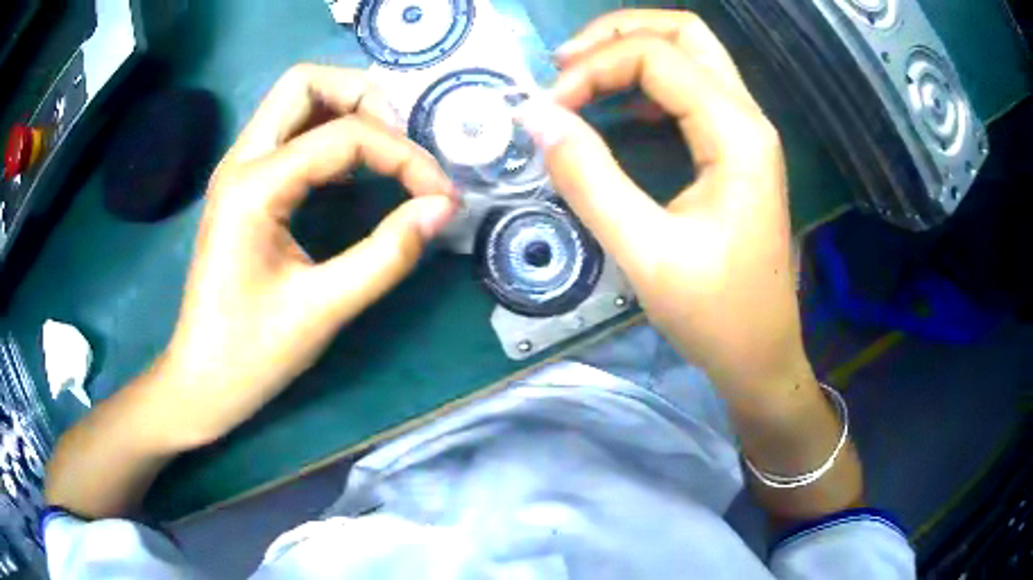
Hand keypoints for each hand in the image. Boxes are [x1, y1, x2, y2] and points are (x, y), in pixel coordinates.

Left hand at [158, 65, 456, 444]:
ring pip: (296, 100)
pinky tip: (353, 170)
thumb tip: (442, 209)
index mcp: (254, 187)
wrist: (201, 381)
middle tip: (401, 144)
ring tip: (386, 150)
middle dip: (364, 98)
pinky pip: (290, 132)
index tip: (440, 195)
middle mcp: (241, 161)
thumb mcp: (323, 310)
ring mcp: (238, 170)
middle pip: (305, 82)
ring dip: (346, 109)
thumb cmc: (251, 354)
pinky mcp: (243, 186)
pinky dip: (329, 133)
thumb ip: (387, 254)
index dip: (403, 156)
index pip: (344, 136)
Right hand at [520, 11, 809, 404]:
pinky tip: (619, 107)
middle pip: (685, 32)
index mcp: (737, 133)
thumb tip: (535, 117)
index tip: (548, 108)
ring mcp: (745, 131)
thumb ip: (588, 178)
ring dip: (632, 50)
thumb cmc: (715, 314)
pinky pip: (692, 89)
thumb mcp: (645, 252)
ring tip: (580, 75)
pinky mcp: (735, 149)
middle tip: (565, 62)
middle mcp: (747, 117)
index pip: (657, 57)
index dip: (593, 68)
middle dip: (618, 33)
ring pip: (691, 53)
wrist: (760, 354)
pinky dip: (648, 82)